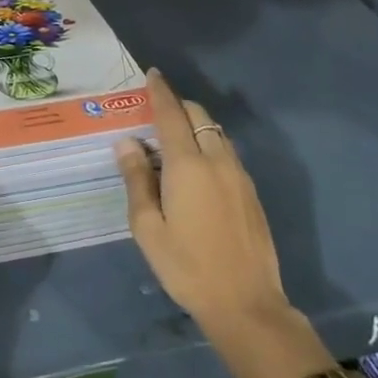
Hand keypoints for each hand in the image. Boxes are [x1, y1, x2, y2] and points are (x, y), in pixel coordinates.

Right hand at [116, 69, 291, 345]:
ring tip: (173, 142)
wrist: (246, 304)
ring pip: (216, 133)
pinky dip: (209, 145)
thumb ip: (136, 180)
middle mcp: (216, 160)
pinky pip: (227, 152)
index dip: (160, 91)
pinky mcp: (251, 192)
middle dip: (178, 106)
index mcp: (187, 165)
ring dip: (195, 126)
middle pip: (199, 116)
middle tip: (155, 114)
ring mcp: (239, 175)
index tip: (152, 73)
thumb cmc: (187, 267)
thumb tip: (127, 143)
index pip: (171, 114)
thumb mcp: (148, 228)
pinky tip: (197, 170)